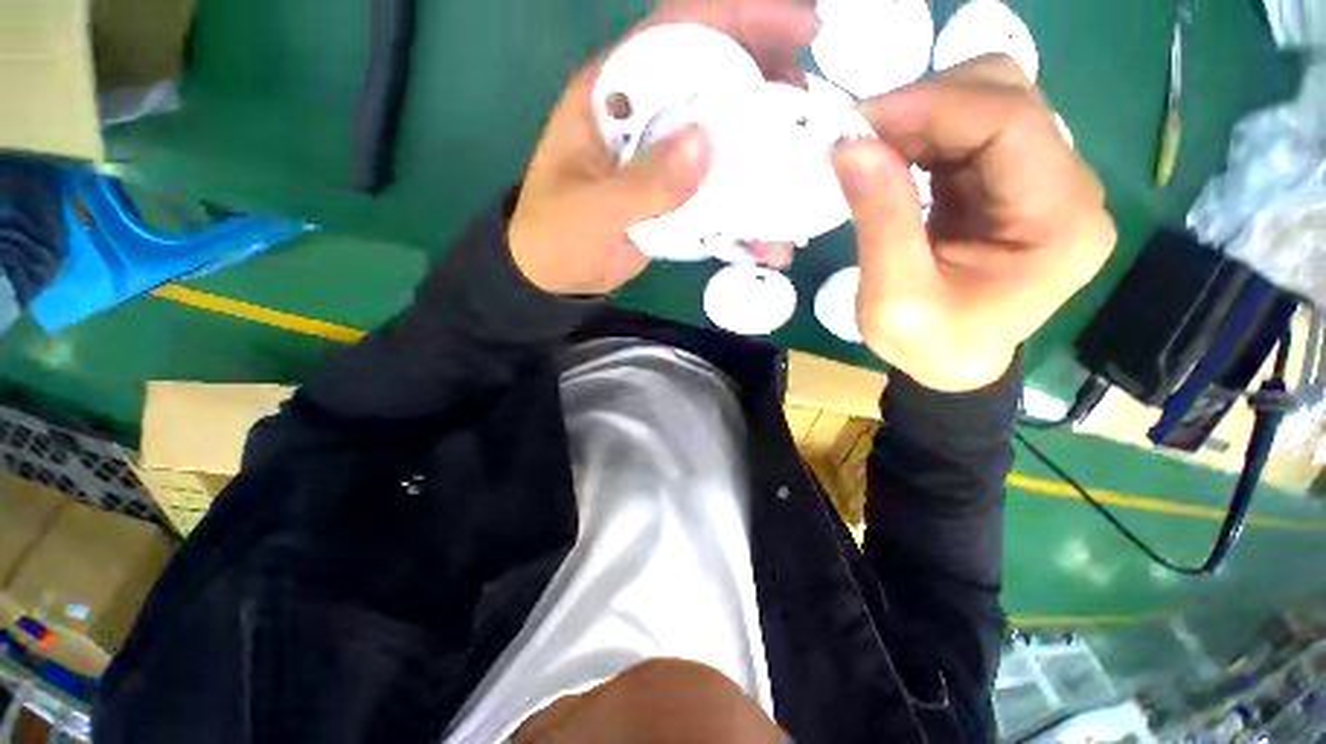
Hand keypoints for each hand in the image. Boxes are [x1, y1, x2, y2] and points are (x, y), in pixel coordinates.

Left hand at [508, 0, 817, 295]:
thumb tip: (707, 142)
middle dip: (768, 85)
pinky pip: (717, 193)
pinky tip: (768, 238)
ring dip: (764, 153)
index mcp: (615, 96)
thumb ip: (644, 183)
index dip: (742, 17)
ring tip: (801, 169)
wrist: (556, 277)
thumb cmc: (557, 237)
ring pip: (724, 139)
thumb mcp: (591, 211)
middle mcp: (646, 117)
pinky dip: (745, 214)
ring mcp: (663, 159)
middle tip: (812, 106)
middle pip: (715, 81)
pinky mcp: (674, 196)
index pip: (680, 32)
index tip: (801, 28)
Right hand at [834, 57, 1115, 391]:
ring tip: (870, 150)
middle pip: (1007, 96)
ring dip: (920, 117)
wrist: (954, 365)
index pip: (1010, 122)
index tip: (859, 122)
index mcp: (1059, 222)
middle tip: (861, 138)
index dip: (932, 106)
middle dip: (926, 104)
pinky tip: (890, 159)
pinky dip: (922, 135)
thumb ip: (881, 221)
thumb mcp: (895, 300)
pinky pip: (969, 132)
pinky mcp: (1011, 182)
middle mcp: (1068, 186)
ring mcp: (1042, 179)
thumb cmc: (930, 346)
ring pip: (987, 103)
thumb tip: (851, 145)